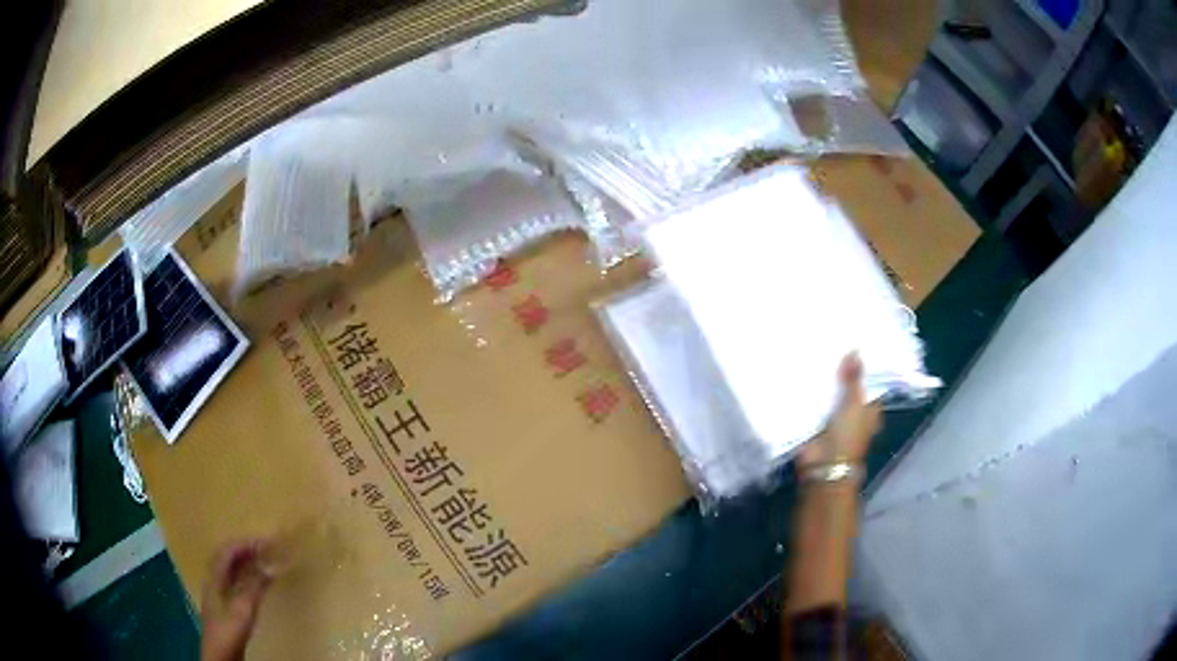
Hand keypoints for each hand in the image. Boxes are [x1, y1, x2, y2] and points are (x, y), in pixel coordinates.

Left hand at [201, 540, 271, 660]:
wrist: (219, 655)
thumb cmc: (229, 630)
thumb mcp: (244, 609)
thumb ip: (256, 587)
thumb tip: (271, 566)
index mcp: (214, 578)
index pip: (227, 552)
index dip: (245, 544)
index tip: (265, 543)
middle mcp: (213, 581)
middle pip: (226, 558)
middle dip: (244, 551)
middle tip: (265, 550)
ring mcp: (217, 593)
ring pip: (230, 571)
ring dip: (245, 563)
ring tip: (262, 562)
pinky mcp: (223, 605)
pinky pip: (233, 582)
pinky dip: (245, 577)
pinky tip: (255, 584)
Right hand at [796, 353, 881, 469]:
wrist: (823, 465)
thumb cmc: (848, 436)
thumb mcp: (855, 404)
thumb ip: (854, 379)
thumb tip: (856, 350)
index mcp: (870, 409)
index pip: (869, 383)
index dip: (863, 366)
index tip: (854, 343)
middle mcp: (854, 412)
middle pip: (848, 386)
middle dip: (840, 371)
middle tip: (831, 342)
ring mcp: (834, 416)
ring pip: (830, 393)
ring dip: (823, 380)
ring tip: (814, 351)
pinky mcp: (815, 420)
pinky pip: (813, 401)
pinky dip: (809, 391)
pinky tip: (801, 371)